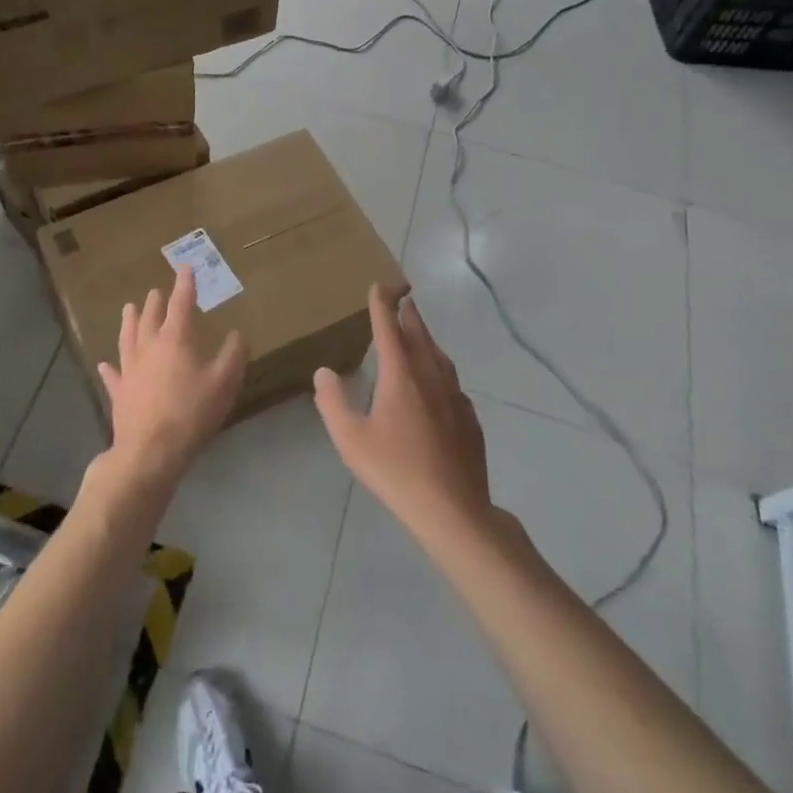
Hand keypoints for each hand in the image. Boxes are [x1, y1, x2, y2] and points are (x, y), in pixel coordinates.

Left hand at [96, 267, 245, 491]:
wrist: (150, 451)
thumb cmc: (191, 413)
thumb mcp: (224, 383)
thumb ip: (233, 355)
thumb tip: (236, 334)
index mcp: (175, 339)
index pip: (181, 303)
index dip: (184, 284)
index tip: (184, 267)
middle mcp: (148, 347)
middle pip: (150, 317)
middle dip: (156, 301)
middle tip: (156, 291)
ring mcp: (129, 369)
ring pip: (128, 337)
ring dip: (129, 321)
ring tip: (128, 308)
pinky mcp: (119, 392)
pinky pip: (113, 375)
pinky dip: (109, 368)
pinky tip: (104, 364)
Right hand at [314, 284, 493, 542]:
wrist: (453, 508)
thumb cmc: (395, 471)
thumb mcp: (351, 440)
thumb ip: (333, 403)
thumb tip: (324, 372)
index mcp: (401, 375)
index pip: (388, 328)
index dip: (382, 304)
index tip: (380, 284)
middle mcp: (430, 377)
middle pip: (419, 335)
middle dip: (409, 314)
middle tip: (404, 298)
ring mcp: (454, 396)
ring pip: (439, 356)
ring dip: (427, 338)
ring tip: (419, 332)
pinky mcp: (469, 418)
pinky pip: (452, 381)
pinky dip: (441, 369)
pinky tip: (438, 382)